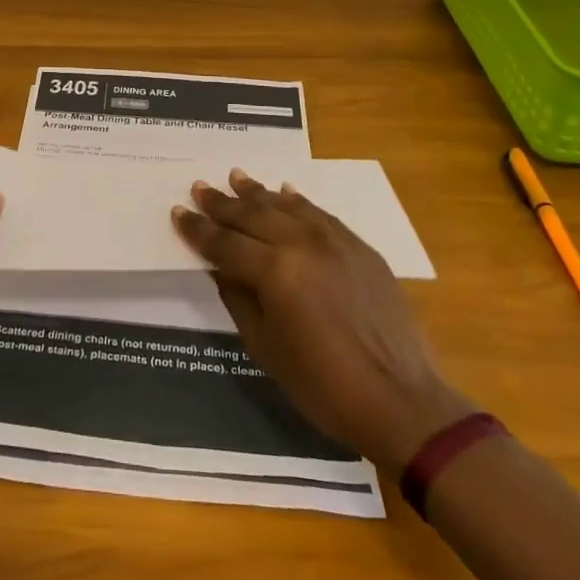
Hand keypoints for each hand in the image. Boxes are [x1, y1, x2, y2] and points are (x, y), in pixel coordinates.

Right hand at [172, 169, 473, 466]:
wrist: (402, 402)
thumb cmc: (324, 386)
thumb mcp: (266, 349)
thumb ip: (239, 300)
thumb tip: (221, 268)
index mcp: (275, 273)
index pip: (225, 244)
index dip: (198, 229)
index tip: (178, 212)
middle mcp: (302, 245)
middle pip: (253, 216)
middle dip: (222, 203)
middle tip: (200, 187)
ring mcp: (335, 242)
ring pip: (287, 206)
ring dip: (258, 193)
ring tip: (237, 177)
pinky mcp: (360, 248)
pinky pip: (321, 215)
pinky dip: (299, 202)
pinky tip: (286, 192)